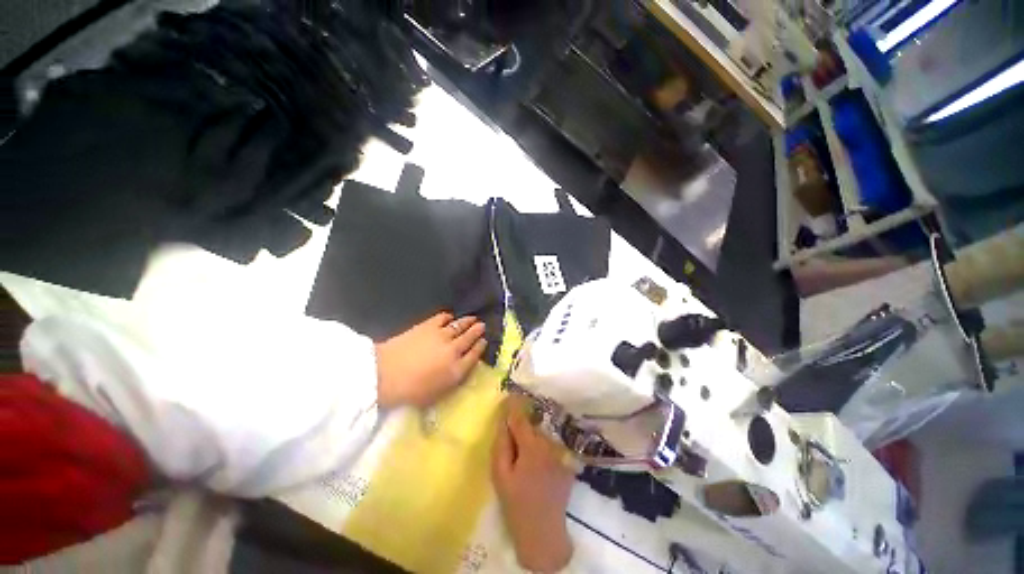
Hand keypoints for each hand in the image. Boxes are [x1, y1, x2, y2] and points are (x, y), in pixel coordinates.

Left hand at [375, 313, 486, 408]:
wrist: (384, 374)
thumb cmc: (409, 391)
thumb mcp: (436, 394)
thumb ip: (452, 381)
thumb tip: (461, 369)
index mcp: (457, 370)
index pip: (475, 355)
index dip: (481, 347)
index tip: (484, 341)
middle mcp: (454, 350)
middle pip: (470, 337)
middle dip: (478, 330)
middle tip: (482, 325)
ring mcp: (442, 336)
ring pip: (460, 325)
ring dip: (468, 321)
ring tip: (473, 318)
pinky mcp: (429, 326)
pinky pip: (444, 318)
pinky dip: (449, 317)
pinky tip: (450, 317)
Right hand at [492, 397, 574, 572]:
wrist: (543, 533)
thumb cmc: (516, 504)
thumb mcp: (500, 475)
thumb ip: (501, 444)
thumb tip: (503, 421)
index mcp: (532, 446)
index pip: (521, 417)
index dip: (514, 405)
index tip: (509, 394)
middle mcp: (550, 444)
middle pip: (532, 425)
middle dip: (522, 424)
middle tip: (512, 432)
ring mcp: (561, 453)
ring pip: (542, 435)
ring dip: (533, 436)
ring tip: (525, 451)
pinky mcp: (568, 462)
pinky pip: (551, 446)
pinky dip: (544, 447)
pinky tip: (538, 461)